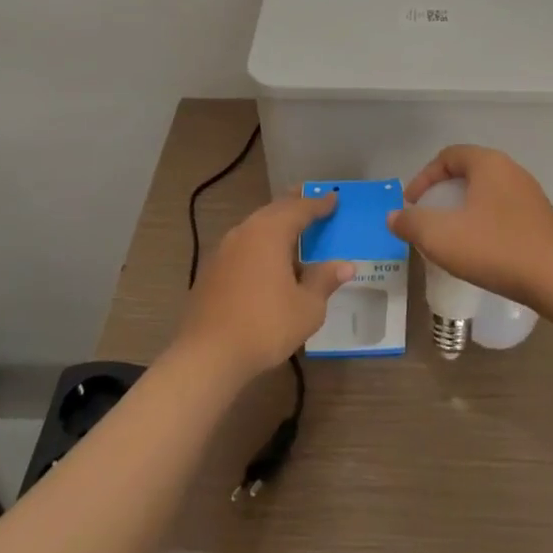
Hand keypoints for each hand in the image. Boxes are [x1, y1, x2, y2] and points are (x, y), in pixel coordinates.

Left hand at [176, 194, 353, 381]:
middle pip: (274, 210)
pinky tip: (266, 259)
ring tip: (292, 228)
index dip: (319, 204)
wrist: (207, 355)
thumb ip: (324, 281)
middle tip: (312, 201)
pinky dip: (260, 243)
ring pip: (256, 226)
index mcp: (270, 232)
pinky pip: (243, 244)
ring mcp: (224, 249)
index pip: (300, 209)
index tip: (334, 198)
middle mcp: (246, 231)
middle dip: (294, 204)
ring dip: (275, 223)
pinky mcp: (211, 269)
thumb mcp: (307, 307)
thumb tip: (345, 265)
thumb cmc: (265, 326)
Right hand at [391, 146, 552, 307]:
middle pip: (467, 172)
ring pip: (486, 192)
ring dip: (463, 208)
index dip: (423, 177)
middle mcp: (511, 170)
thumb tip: (394, 216)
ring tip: (450, 234)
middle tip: (427, 217)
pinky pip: (503, 210)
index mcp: (488, 163)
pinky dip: (484, 221)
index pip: (448, 156)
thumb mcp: (441, 237)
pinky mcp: (540, 218)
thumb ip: (411, 223)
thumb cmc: (495, 249)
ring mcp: (529, 194)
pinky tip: (479, 247)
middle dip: (442, 192)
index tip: (411, 204)